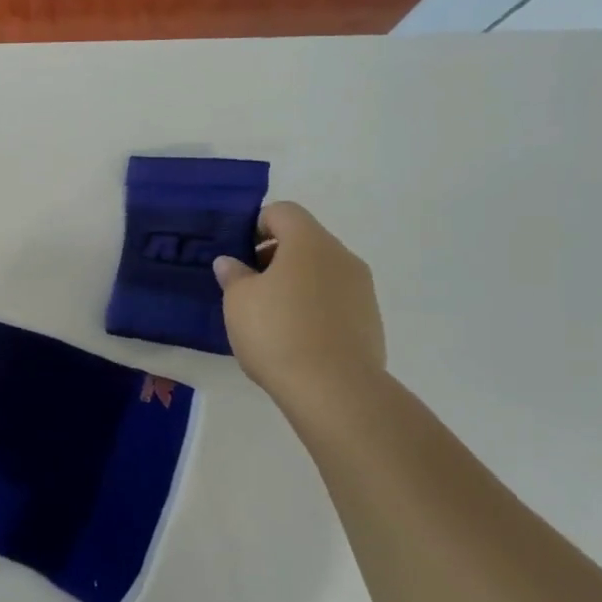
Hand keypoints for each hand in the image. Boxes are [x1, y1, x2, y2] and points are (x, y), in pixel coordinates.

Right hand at [213, 201, 385, 402]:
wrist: (335, 389)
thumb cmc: (278, 332)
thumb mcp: (238, 301)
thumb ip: (234, 275)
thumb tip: (231, 263)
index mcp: (309, 242)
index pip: (283, 212)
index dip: (256, 225)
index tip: (240, 254)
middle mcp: (341, 257)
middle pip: (305, 240)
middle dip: (275, 256)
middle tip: (249, 286)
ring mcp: (362, 289)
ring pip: (322, 271)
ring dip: (296, 282)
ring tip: (271, 316)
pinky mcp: (370, 320)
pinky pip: (335, 299)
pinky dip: (314, 307)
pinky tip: (296, 337)